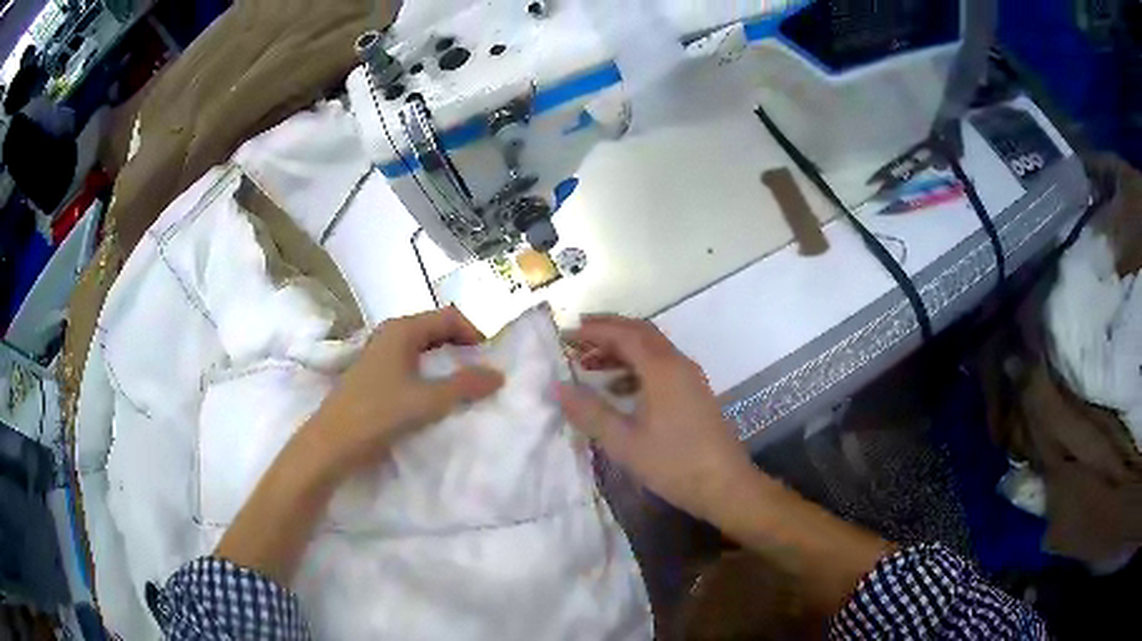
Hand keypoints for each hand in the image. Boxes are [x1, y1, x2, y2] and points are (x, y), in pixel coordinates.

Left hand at [308, 307, 503, 471]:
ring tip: (464, 381)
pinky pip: (410, 362)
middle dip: (461, 344)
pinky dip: (429, 371)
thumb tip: (498, 375)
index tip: (493, 356)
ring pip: (422, 347)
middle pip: (435, 328)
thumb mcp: (429, 401)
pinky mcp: (374, 374)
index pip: (449, 316)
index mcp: (403, 329)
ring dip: (445, 359)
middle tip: (482, 367)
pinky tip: (434, 392)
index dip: (475, 332)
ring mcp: (379, 353)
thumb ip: (465, 386)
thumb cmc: (379, 413)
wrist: (333, 442)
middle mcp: (390, 334)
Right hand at [558, 316, 756, 523]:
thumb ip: (590, 411)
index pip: (624, 334)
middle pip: (640, 334)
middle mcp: (678, 364)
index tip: (565, 335)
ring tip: (589, 365)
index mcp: (662, 368)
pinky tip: (618, 389)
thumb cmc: (673, 463)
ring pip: (652, 350)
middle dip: (608, 332)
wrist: (724, 485)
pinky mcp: (694, 393)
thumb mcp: (624, 441)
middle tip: (576, 339)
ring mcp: (690, 377)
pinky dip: (636, 368)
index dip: (593, 331)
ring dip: (621, 351)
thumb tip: (558, 387)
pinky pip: (661, 367)